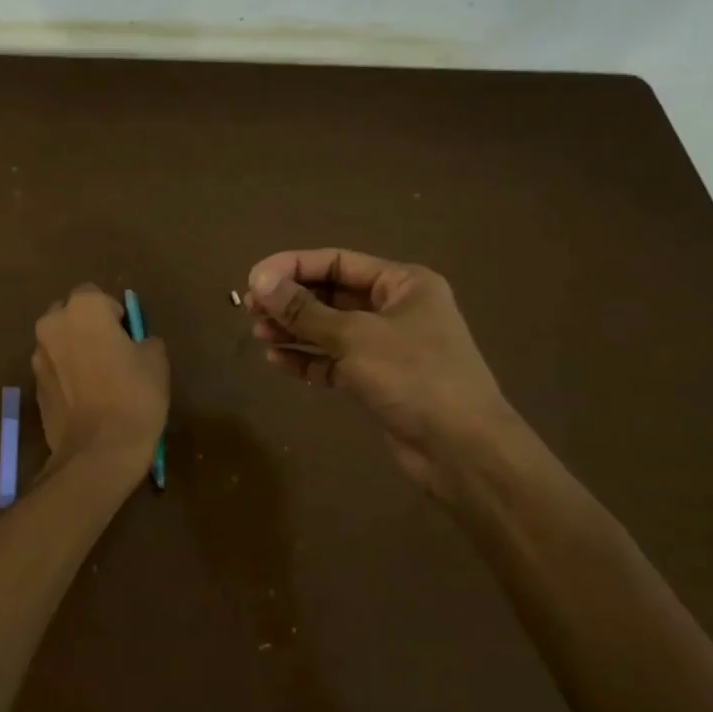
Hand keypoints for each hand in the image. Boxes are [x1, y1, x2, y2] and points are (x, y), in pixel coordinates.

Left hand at [32, 285, 168, 478]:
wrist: (98, 451)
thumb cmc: (133, 395)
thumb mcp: (156, 360)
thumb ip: (143, 340)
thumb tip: (136, 344)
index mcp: (82, 308)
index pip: (96, 295)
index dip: (113, 314)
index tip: (128, 337)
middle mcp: (52, 324)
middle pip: (69, 315)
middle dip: (87, 327)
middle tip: (112, 353)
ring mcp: (38, 356)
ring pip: (59, 342)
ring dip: (74, 351)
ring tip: (99, 379)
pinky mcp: (33, 386)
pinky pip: (53, 370)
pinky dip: (66, 376)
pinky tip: (86, 399)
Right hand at [246, 249, 523, 495]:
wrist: (463, 450)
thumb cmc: (414, 376)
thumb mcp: (354, 336)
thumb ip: (304, 309)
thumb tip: (259, 281)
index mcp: (403, 284)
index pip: (337, 261)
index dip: (293, 267)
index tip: (253, 280)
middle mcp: (396, 309)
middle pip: (331, 294)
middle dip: (290, 301)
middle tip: (249, 309)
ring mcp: (387, 347)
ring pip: (329, 329)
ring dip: (293, 329)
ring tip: (257, 333)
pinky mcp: (378, 380)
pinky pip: (334, 361)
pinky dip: (307, 358)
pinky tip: (277, 359)